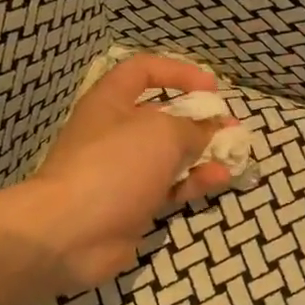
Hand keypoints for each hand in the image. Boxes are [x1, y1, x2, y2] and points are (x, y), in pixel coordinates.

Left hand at [15, 56, 232, 293]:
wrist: (71, 233)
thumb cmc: (114, 166)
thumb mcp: (162, 133)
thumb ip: (193, 128)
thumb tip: (212, 130)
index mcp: (110, 102)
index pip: (143, 71)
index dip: (178, 72)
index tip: (211, 87)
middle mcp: (115, 132)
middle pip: (161, 116)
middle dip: (199, 119)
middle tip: (230, 127)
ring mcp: (123, 171)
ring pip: (170, 155)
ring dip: (203, 153)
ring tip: (234, 155)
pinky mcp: (132, 204)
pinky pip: (170, 187)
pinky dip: (194, 182)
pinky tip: (220, 180)